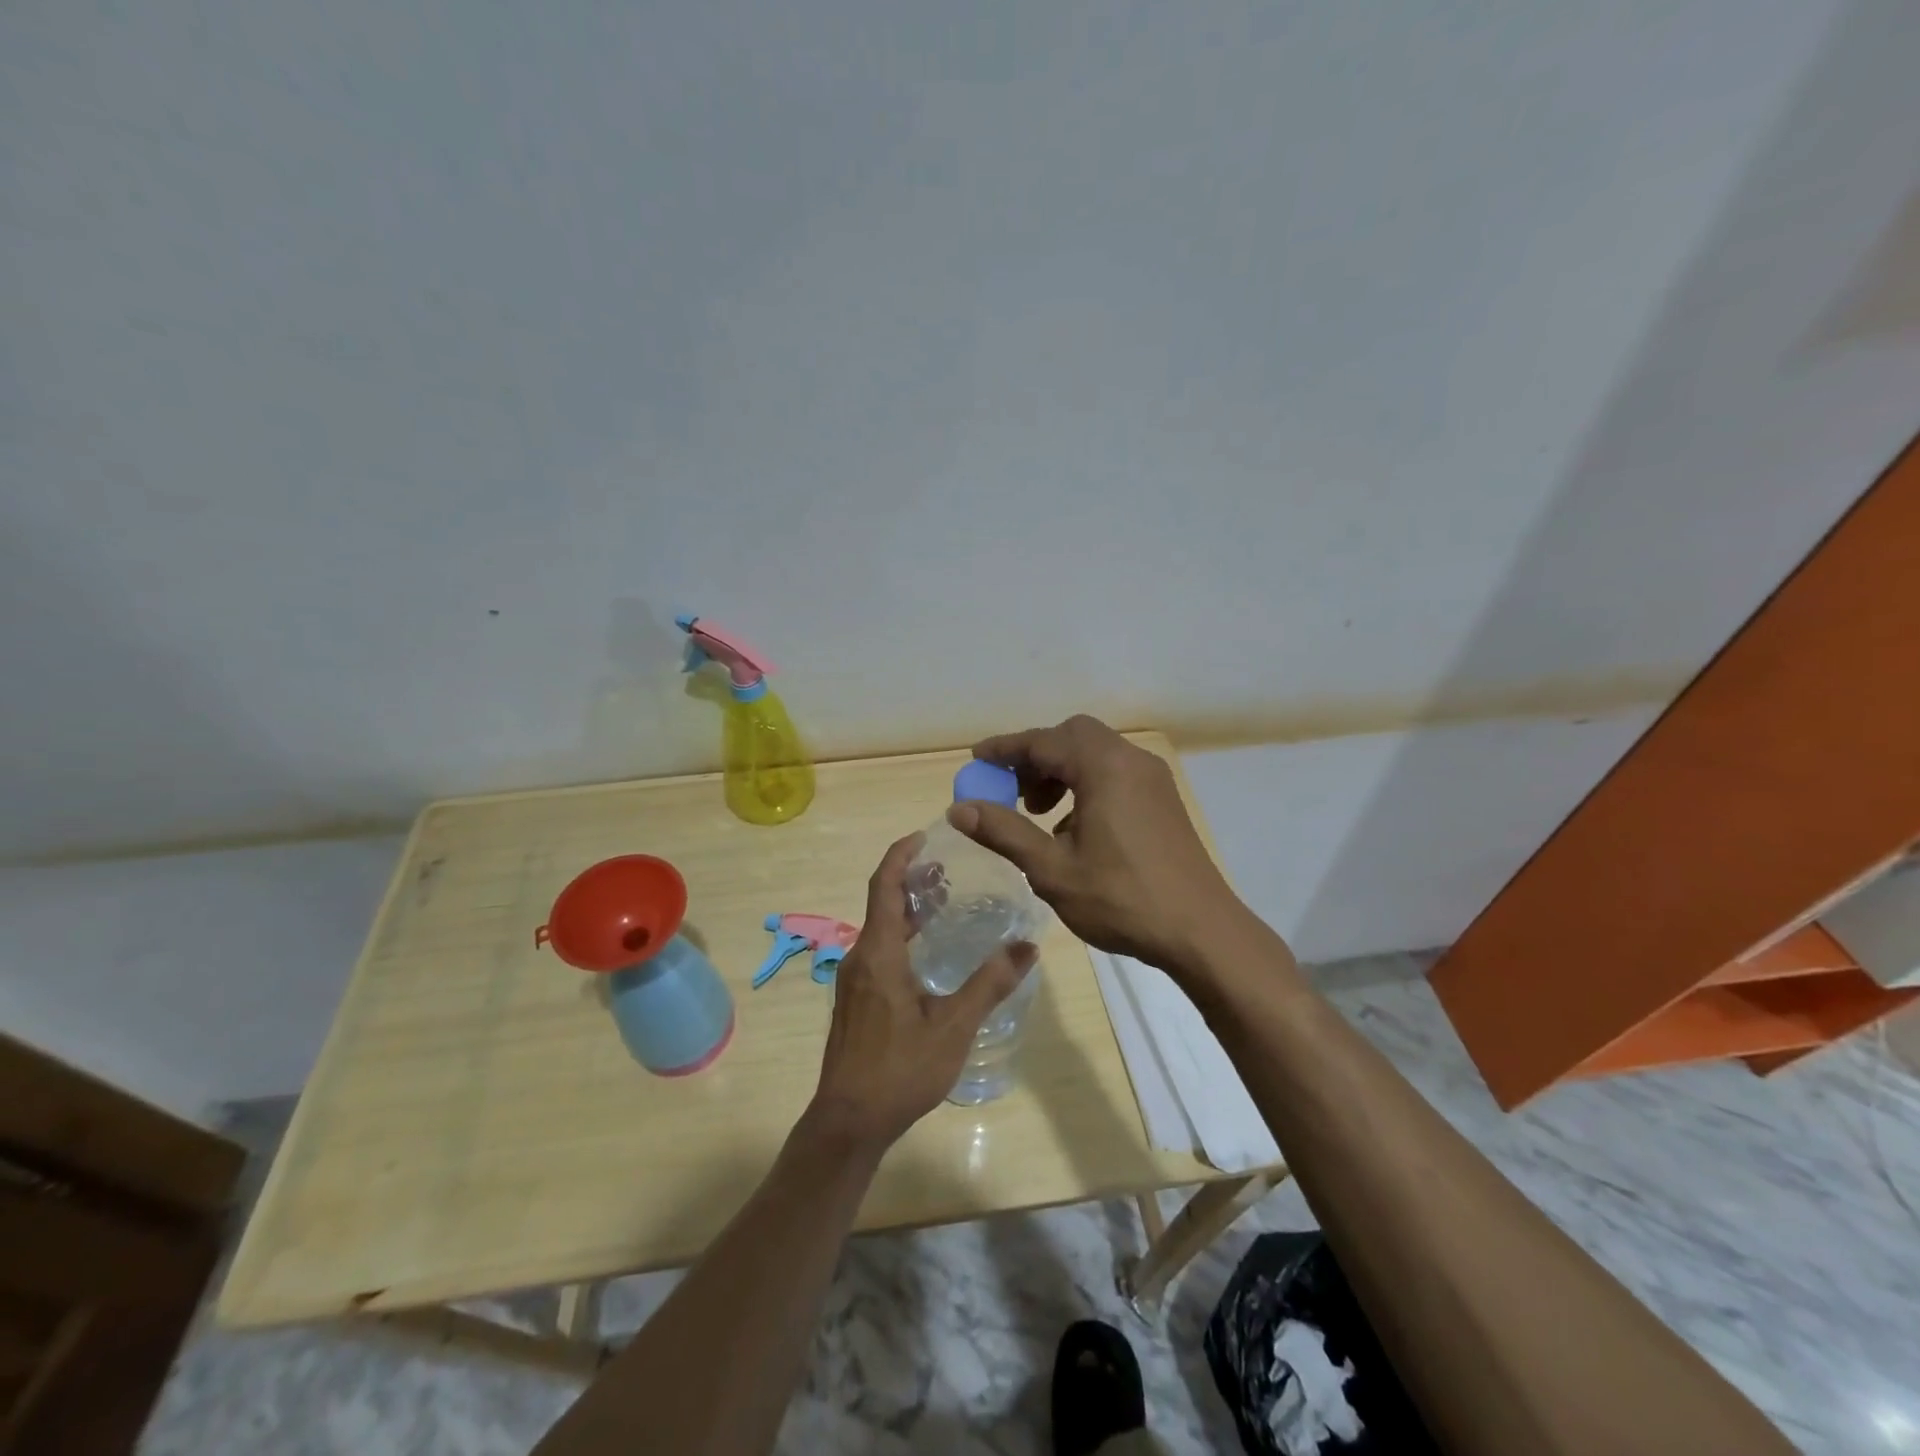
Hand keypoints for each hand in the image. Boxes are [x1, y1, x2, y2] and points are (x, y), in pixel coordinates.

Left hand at [806, 833, 1036, 1152]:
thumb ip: (990, 983)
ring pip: (880, 928)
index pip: (885, 884)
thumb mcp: (953, 1025)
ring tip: (944, 903)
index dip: (902, 855)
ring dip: (908, 909)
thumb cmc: (901, 1069)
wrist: (848, 1121)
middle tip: (949, 869)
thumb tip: (1028, 946)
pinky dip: (902, 935)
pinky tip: (928, 953)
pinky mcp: (855, 999)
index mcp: (879, 952)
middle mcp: (860, 957)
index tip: (926, 835)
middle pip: (883, 902)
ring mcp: (854, 980)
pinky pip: (878, 950)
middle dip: (912, 879)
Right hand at [947, 715, 1242, 971]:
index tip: (976, 760)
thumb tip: (959, 809)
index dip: (1005, 749)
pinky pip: (1115, 773)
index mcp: (1103, 767)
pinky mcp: (1163, 799)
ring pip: (1096, 753)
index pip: (1043, 741)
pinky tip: (1075, 829)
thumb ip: (1004, 832)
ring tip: (1039, 813)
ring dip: (1061, 771)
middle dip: (1036, 757)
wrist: (1201, 931)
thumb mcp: (1053, 869)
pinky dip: (1086, 784)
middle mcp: (1131, 760)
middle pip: (1073, 736)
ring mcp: (1153, 778)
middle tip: (1012, 791)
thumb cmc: (1122, 899)